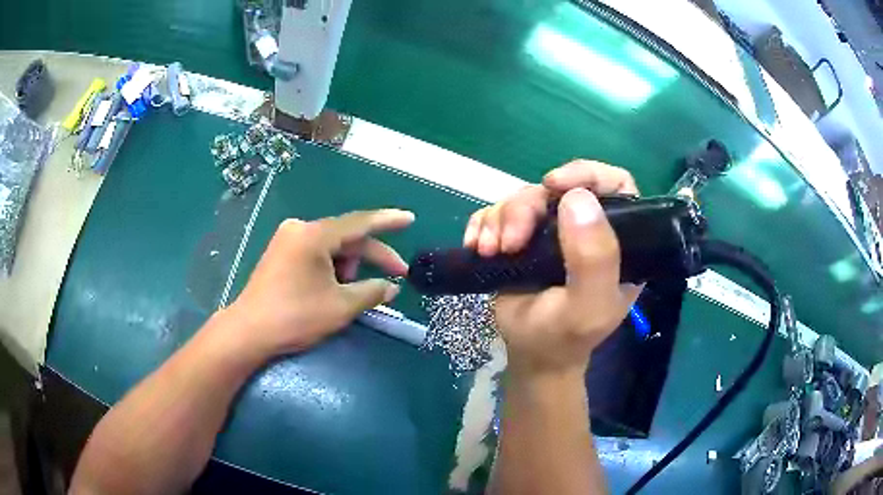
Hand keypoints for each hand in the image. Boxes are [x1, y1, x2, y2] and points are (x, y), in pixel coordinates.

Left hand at [223, 209, 413, 359]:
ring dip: (351, 267)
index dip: (388, 221)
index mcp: (314, 235)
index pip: (360, 223)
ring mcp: (287, 240)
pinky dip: (333, 268)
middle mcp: (300, 229)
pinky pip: (317, 254)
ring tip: (356, 294)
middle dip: (373, 257)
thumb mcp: (340, 306)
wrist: (248, 332)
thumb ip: (372, 291)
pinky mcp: (281, 253)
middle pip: (347, 238)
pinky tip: (338, 288)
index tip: (410, 219)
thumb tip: (391, 287)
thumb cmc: (295, 316)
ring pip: (332, 248)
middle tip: (398, 274)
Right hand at [463, 160, 640, 376]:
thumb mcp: (587, 307)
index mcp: (618, 240)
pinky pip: (496, 212)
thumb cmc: (565, 337)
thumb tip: (578, 198)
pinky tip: (477, 247)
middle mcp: (585, 228)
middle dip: (526, 208)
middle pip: (557, 189)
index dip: (588, 174)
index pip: (616, 185)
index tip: (555, 184)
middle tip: (510, 242)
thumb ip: (594, 260)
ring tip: (490, 251)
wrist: (530, 355)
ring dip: (500, 219)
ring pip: (523, 198)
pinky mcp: (520, 237)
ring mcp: (551, 231)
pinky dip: (482, 225)